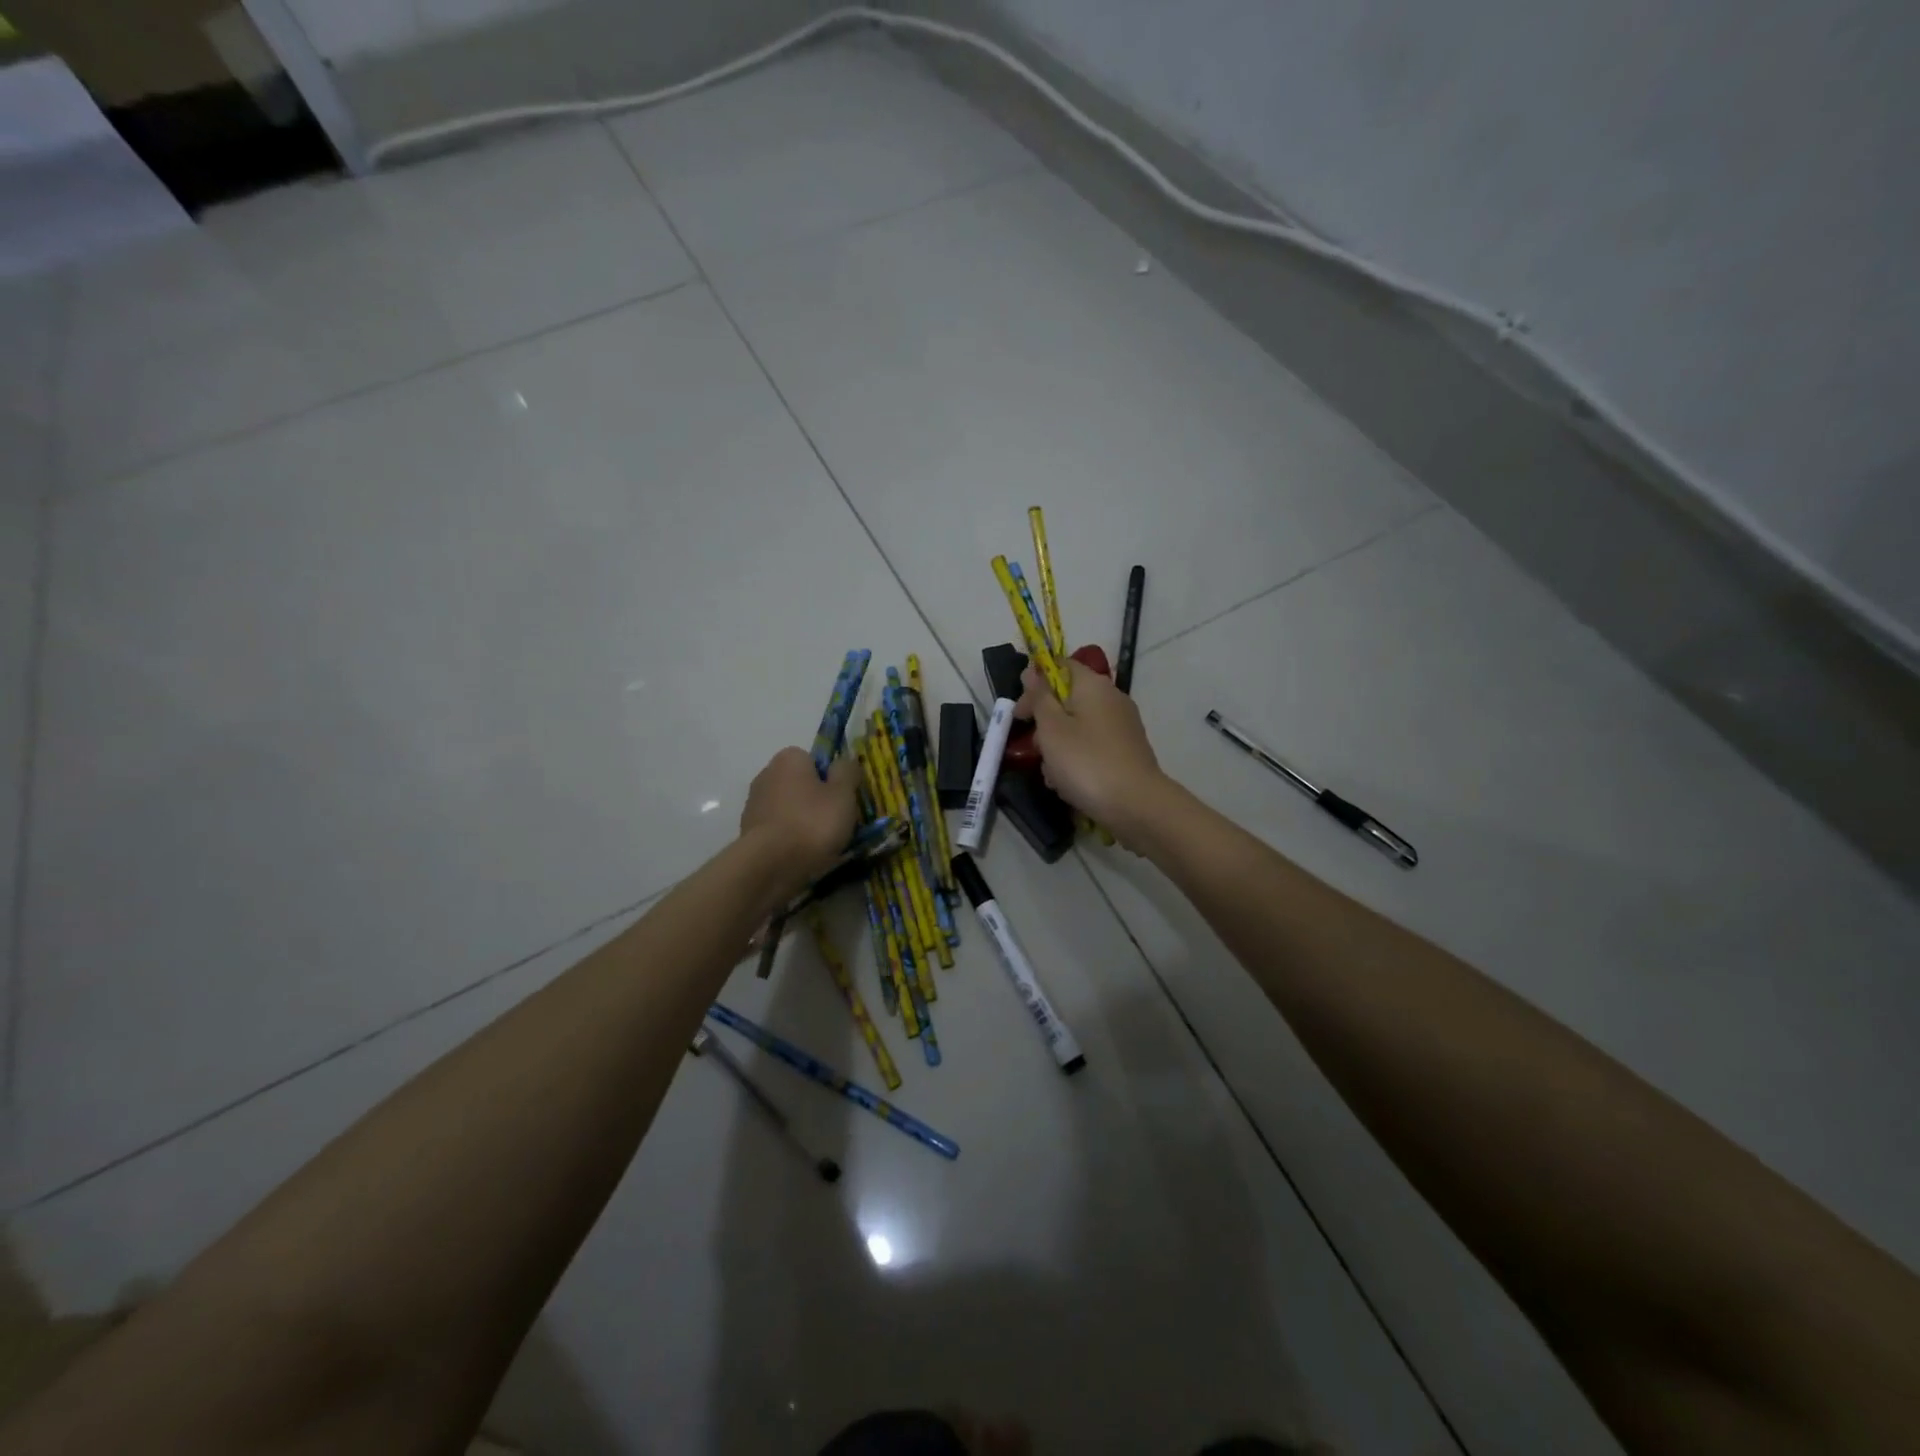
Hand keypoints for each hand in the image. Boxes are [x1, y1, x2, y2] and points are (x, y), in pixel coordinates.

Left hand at [738, 747, 860, 895]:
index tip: (841, 799)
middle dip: (815, 800)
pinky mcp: (747, 832)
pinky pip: (777, 830)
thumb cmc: (812, 823)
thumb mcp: (843, 794)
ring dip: (801, 821)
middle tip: (834, 822)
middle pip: (800, 784)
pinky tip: (800, 855)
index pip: (814, 760)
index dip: (830, 778)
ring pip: (788, 809)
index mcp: (789, 759)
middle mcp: (766, 774)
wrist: (770, 865)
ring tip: (819, 845)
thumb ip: (847, 772)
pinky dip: (788, 839)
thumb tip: (845, 762)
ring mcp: (753, 804)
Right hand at [1014, 661, 1167, 833]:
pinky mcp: (1126, 751)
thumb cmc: (1086, 762)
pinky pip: (1092, 748)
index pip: (1060, 666)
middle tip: (1034, 749)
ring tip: (1052, 775)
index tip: (1020, 712)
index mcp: (1093, 685)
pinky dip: (1077, 761)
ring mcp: (1121, 726)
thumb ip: (1040, 697)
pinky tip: (1069, 785)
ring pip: (1077, 728)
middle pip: (1067, 700)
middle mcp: (1111, 699)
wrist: (1136, 805)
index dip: (1035, 683)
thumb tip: (1032, 671)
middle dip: (1045, 724)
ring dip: (1058, 749)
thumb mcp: (1051, 728)